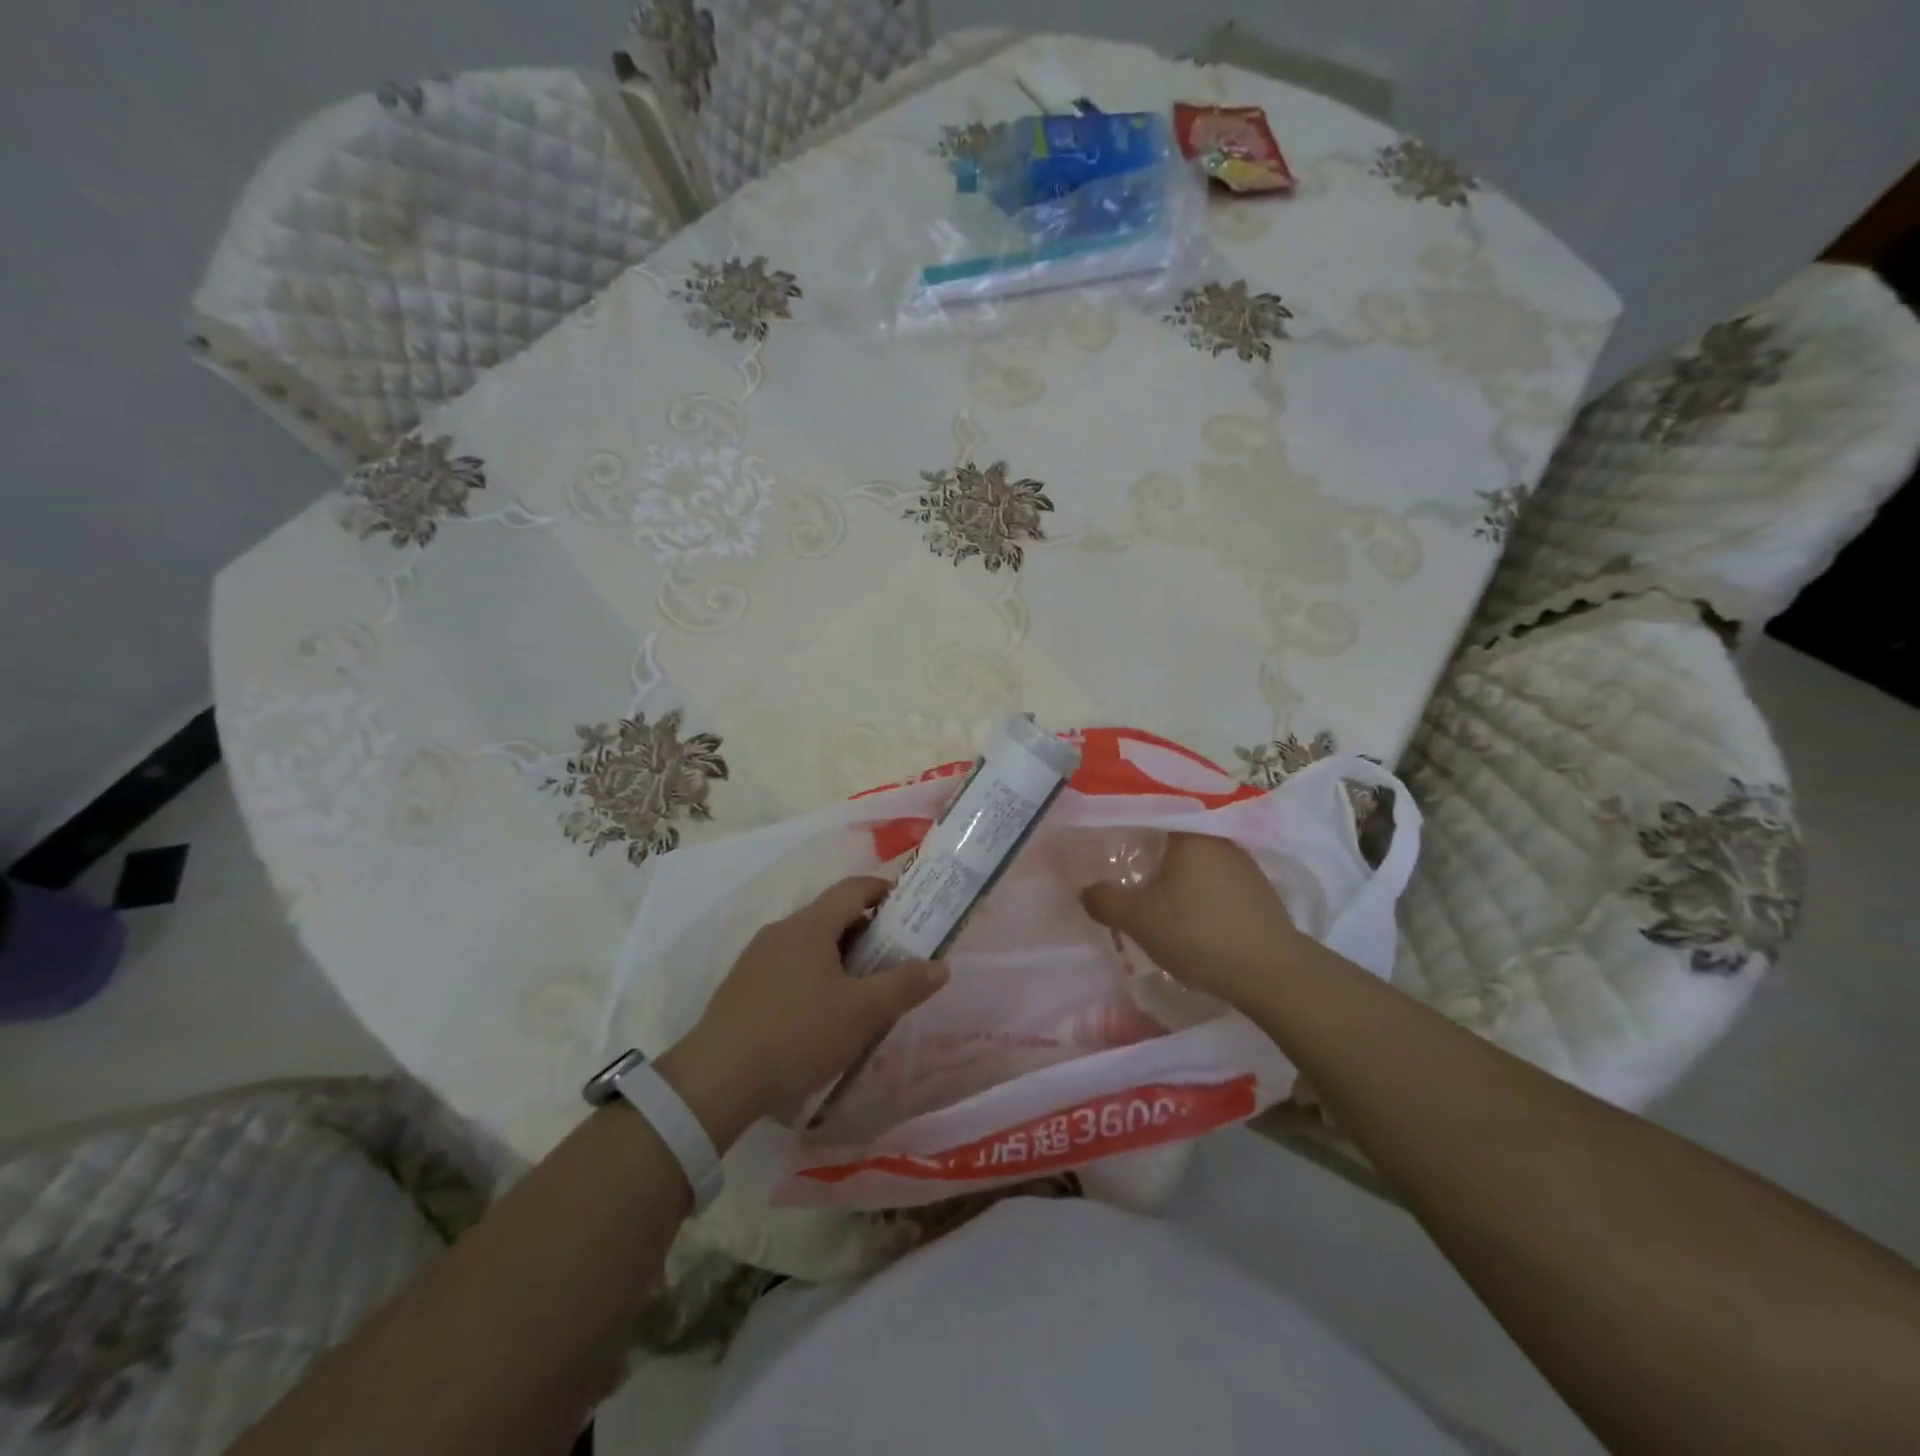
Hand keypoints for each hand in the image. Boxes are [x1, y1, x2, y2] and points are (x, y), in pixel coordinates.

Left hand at [659, 877, 947, 1144]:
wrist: (716, 1079)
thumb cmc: (798, 1034)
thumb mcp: (862, 1013)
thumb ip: (904, 985)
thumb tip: (940, 965)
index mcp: (810, 926)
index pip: (852, 888)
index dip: (882, 891)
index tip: (908, 909)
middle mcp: (781, 931)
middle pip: (831, 916)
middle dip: (865, 931)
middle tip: (891, 959)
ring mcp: (756, 958)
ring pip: (808, 943)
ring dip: (839, 956)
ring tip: (860, 990)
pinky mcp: (742, 987)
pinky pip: (788, 966)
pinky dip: (813, 975)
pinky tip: (819, 1014)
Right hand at [1080, 832, 1302, 1001]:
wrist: (1270, 972)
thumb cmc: (1197, 932)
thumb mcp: (1138, 919)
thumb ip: (1105, 900)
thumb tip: (1085, 889)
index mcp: (1188, 833)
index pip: (1150, 814)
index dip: (1125, 826)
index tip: (1107, 841)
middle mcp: (1218, 839)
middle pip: (1173, 837)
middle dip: (1149, 852)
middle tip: (1124, 869)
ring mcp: (1243, 864)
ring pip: (1196, 860)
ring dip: (1176, 874)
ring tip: (1153, 893)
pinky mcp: (1258, 890)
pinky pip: (1216, 879)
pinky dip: (1198, 889)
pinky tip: (1188, 911)